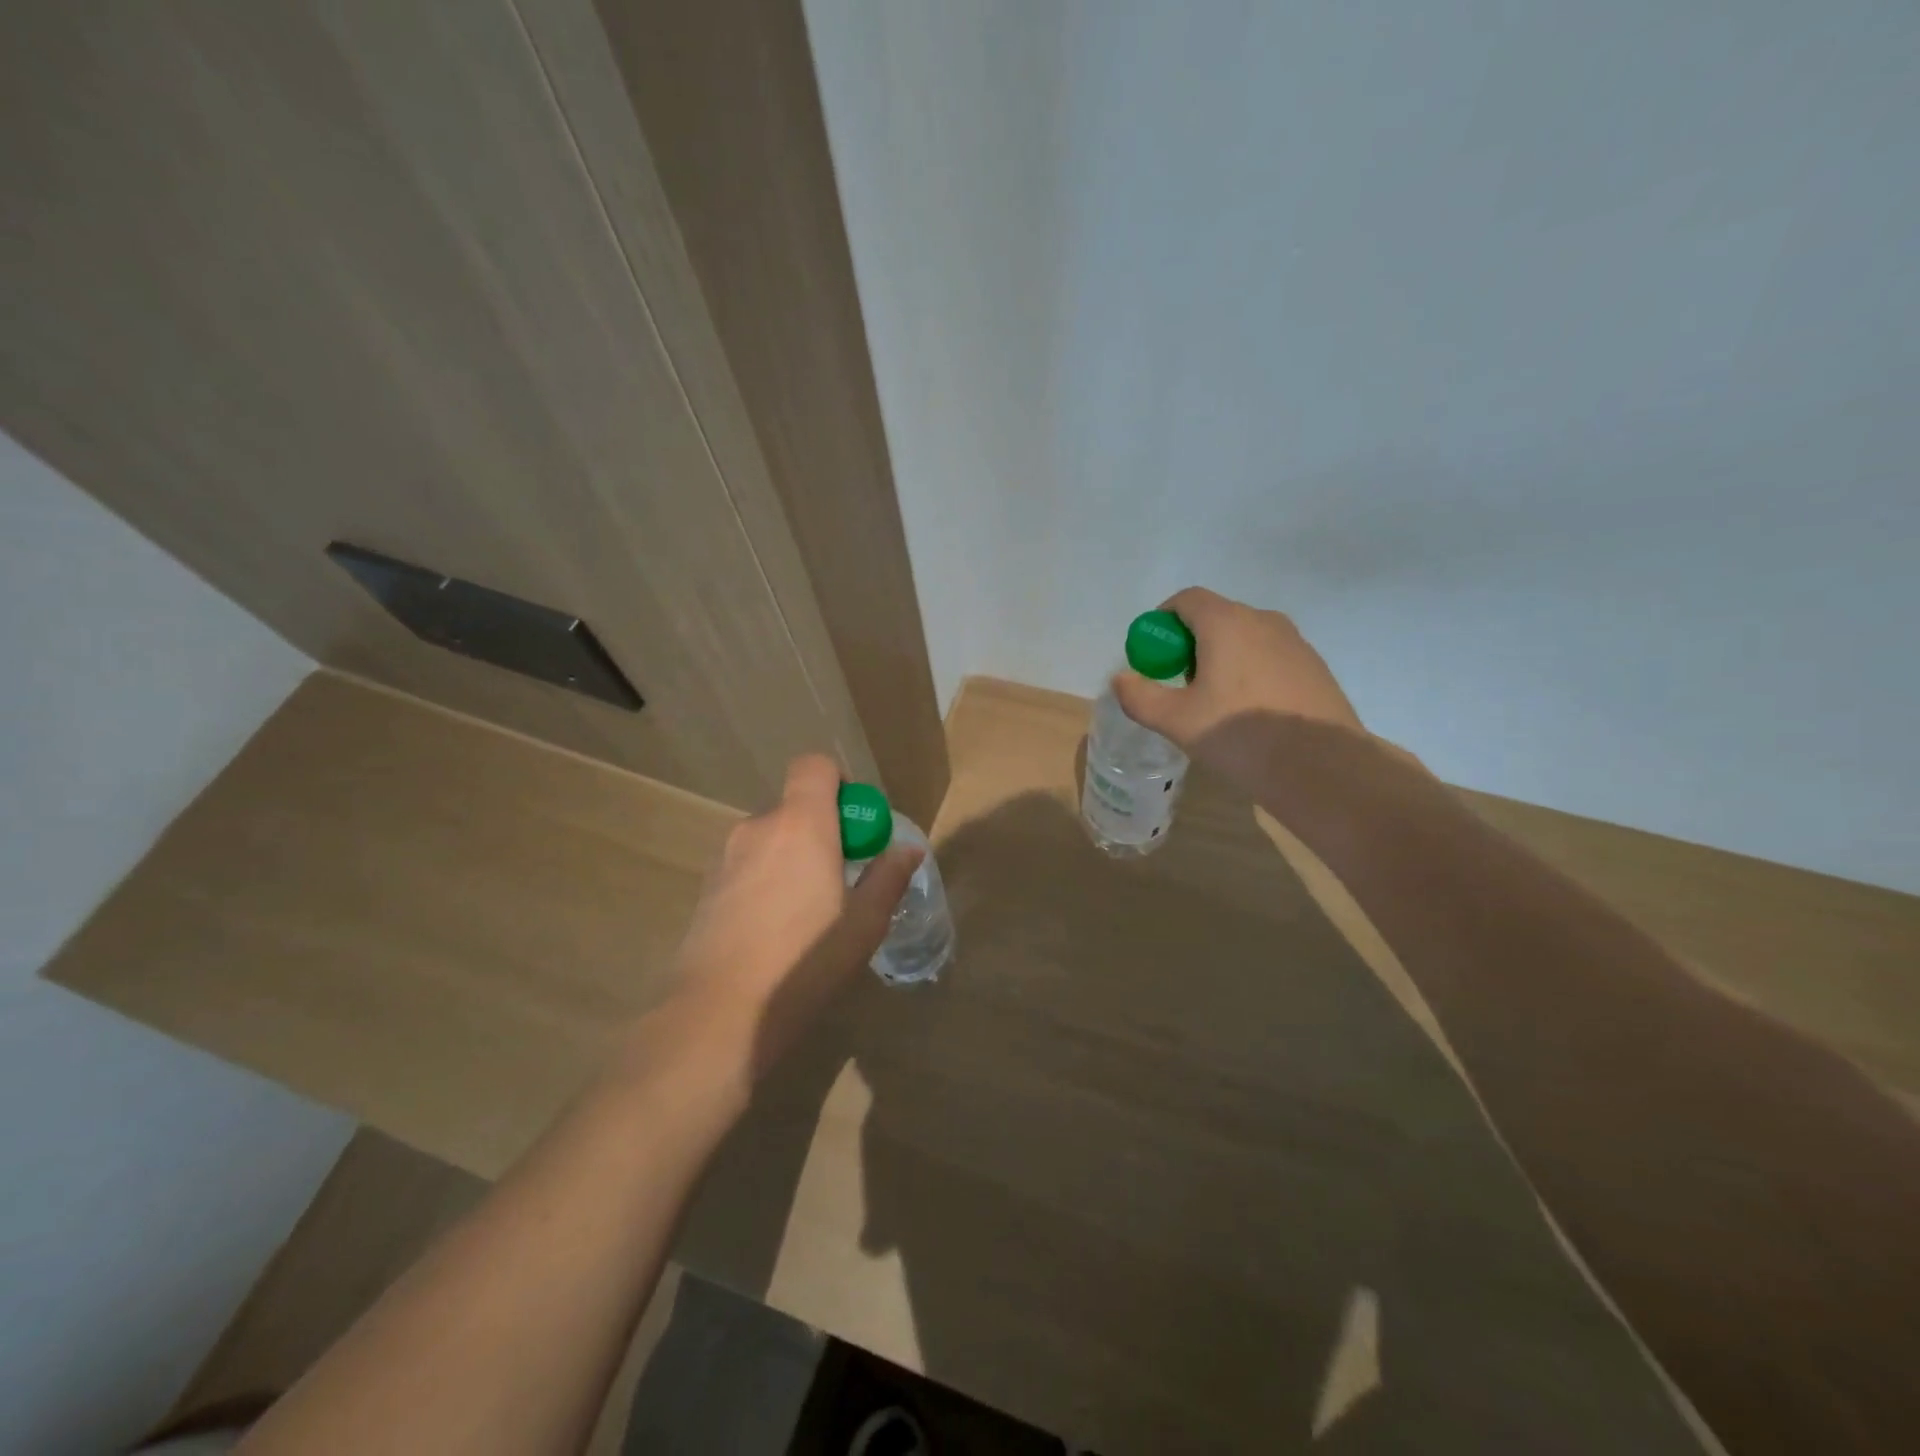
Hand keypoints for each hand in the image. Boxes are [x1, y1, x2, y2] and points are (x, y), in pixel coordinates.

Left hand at [668, 754, 921, 1071]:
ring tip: (810, 911)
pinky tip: (776, 930)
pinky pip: (749, 866)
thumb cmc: (803, 962)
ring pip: (772, 839)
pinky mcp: (707, 888)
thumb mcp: (863, 924)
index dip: (840, 783)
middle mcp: (758, 828)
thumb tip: (907, 850)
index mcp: (801, 825)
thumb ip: (887, 878)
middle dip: (823, 831)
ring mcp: (726, 858)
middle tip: (843, 877)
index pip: (814, 766)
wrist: (718, 1014)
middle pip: (795, 807)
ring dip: (795, 857)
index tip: (857, 825)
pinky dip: (768, 879)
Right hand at [1112, 587, 1368, 794]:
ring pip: (1244, 639)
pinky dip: (1250, 673)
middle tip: (1179, 686)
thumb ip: (1140, 696)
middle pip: (1215, 618)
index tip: (1153, 657)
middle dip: (1189, 644)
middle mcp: (1263, 620)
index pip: (1186, 600)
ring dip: (1221, 659)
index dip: (1162, 622)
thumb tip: (1122, 679)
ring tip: (1215, 704)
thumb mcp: (1176, 721)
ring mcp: (1295, 643)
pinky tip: (1250, 714)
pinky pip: (1269, 658)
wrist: (1323, 769)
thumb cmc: (1241, 736)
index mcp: (1227, 623)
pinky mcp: (1314, 668)